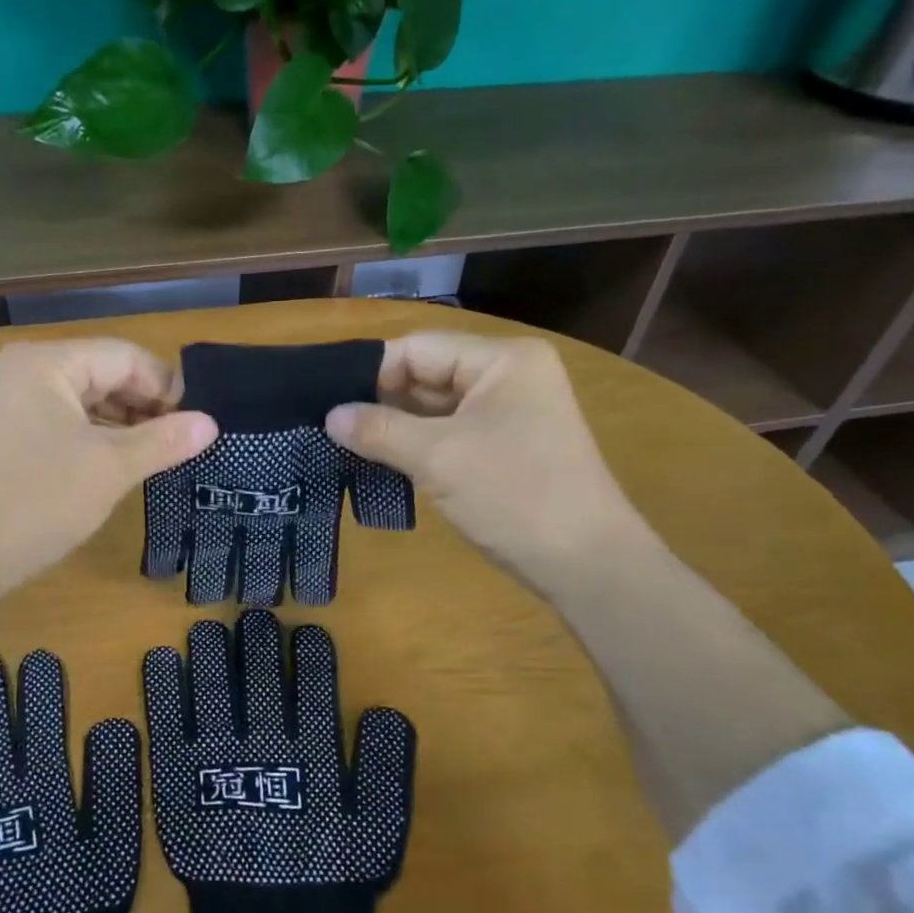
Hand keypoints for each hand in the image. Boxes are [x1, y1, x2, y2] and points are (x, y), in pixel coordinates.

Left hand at [0, 339, 217, 604]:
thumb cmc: (38, 502)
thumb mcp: (110, 468)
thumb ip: (163, 441)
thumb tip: (211, 424)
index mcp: (45, 363)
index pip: (122, 357)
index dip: (165, 385)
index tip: (197, 422)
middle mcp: (22, 371)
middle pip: (101, 374)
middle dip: (144, 406)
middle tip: (180, 442)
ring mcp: (7, 402)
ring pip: (82, 401)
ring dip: (121, 424)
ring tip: (155, 455)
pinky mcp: (3, 433)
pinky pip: (61, 422)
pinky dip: (93, 438)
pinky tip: (117, 463)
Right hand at [325, 332, 656, 591]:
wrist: (585, 563)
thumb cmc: (515, 495)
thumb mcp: (439, 458)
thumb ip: (380, 430)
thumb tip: (330, 416)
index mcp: (502, 361)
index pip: (419, 349)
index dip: (372, 373)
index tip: (327, 402)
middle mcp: (507, 377)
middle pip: (427, 376)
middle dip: (380, 401)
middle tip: (328, 426)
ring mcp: (508, 414)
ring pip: (435, 409)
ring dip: (395, 427)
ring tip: (344, 445)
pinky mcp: (503, 448)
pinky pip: (448, 435)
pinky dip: (416, 447)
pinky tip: (380, 461)